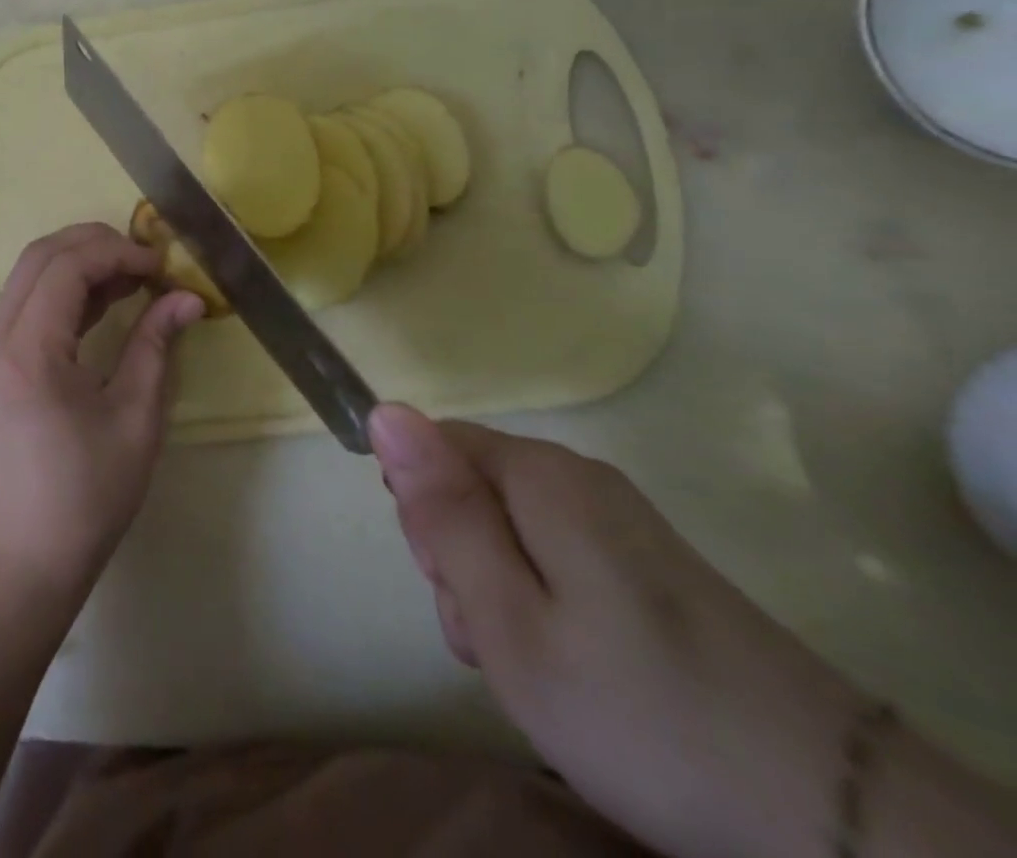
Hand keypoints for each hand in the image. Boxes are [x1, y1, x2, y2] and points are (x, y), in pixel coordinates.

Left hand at [0, 224, 203, 599]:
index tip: (161, 266)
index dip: (117, 253)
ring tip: (135, 276)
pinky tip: (109, 299)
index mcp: (29, 350)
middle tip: (146, 260)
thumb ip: (156, 345)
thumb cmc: (89, 490)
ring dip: (81, 262)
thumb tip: (188, 297)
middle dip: (95, 244)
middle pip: (41, 256)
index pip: (67, 267)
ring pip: (32, 273)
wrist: (32, 548)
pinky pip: (31, 301)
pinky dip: (68, 289)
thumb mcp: (136, 416)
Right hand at [372, 403, 864, 857]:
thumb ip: (442, 510)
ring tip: (536, 666)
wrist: (841, 818)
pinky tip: (569, 667)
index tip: (454, 586)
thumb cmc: (639, 711)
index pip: (430, 448)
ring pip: (506, 527)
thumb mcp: (507, 618)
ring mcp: (618, 519)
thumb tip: (385, 409)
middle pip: (468, 486)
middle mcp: (576, 476)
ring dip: (495, 589)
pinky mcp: (645, 562)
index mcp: (538, 475)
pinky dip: (540, 604)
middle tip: (496, 638)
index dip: (422, 514)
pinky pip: (552, 555)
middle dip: (458, 557)